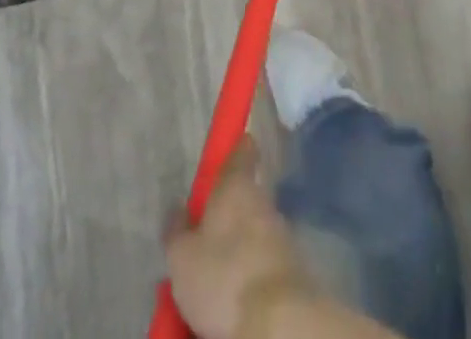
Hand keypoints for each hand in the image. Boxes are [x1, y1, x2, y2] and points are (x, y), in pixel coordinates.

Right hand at [165, 136, 315, 338]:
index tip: (228, 154)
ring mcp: (282, 237)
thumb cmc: (224, 276)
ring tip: (213, 285)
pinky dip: (250, 278)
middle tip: (201, 246)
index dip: (235, 149)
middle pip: (244, 200)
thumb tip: (177, 208)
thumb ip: (176, 229)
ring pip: (254, 236)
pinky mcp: (293, 273)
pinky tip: (233, 303)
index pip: (242, 150)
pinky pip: (263, 267)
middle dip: (226, 219)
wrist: (278, 324)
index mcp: (237, 186)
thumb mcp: (182, 257)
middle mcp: (264, 203)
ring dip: (238, 252)